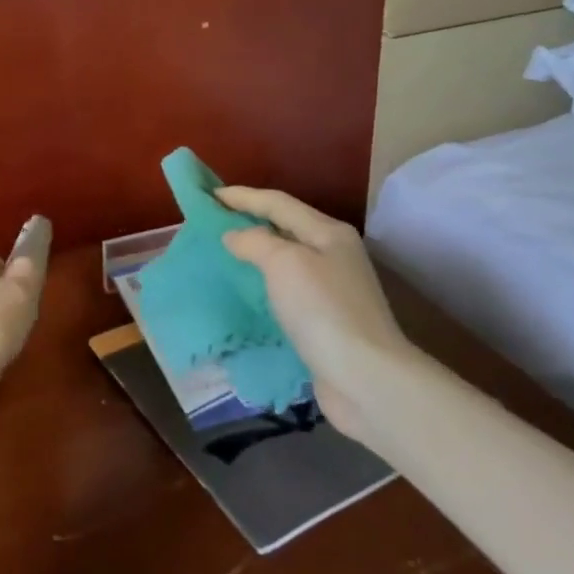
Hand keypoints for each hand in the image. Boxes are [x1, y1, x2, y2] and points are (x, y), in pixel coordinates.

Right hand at [215, 187, 413, 442]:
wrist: (365, 378)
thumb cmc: (323, 310)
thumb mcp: (284, 263)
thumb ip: (255, 241)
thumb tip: (234, 236)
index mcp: (328, 233)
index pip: (278, 203)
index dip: (242, 196)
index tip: (208, 195)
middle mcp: (333, 255)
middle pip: (284, 228)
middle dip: (249, 221)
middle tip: (212, 222)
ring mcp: (331, 290)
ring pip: (284, 261)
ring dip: (254, 255)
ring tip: (221, 255)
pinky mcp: (324, 322)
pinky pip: (285, 292)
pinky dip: (262, 286)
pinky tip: (244, 293)